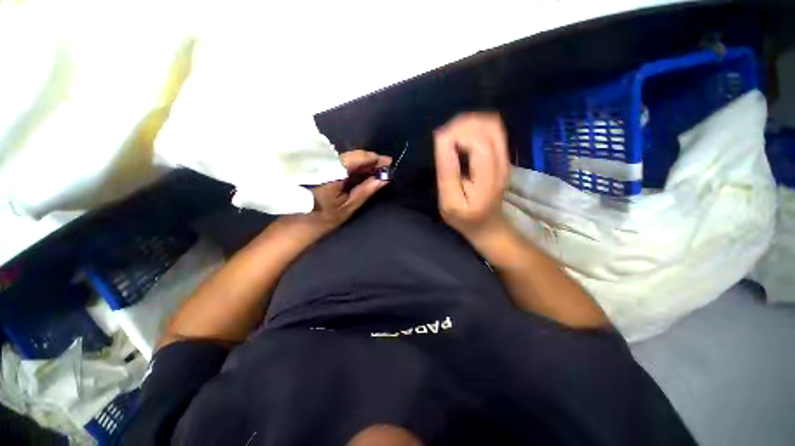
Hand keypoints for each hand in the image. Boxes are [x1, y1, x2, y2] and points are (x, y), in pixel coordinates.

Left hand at [296, 149, 391, 234]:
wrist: (301, 223)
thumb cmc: (325, 218)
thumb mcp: (349, 207)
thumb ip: (366, 190)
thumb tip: (385, 179)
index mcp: (331, 174)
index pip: (356, 158)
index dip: (374, 158)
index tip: (389, 162)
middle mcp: (326, 165)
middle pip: (353, 156)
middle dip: (371, 161)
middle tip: (386, 167)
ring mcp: (323, 166)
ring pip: (348, 159)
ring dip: (364, 164)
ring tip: (378, 170)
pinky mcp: (323, 169)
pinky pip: (343, 163)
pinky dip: (355, 167)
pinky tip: (365, 172)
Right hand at [434, 112, 509, 246]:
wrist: (488, 224)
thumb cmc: (465, 218)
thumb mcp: (449, 202)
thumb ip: (448, 172)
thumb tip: (443, 139)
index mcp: (487, 179)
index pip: (478, 142)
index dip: (456, 135)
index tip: (439, 142)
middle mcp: (501, 163)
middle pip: (487, 127)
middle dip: (461, 126)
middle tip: (443, 138)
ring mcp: (504, 157)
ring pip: (492, 123)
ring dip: (468, 123)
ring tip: (451, 135)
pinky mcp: (502, 155)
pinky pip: (493, 128)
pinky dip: (475, 126)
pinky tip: (462, 136)